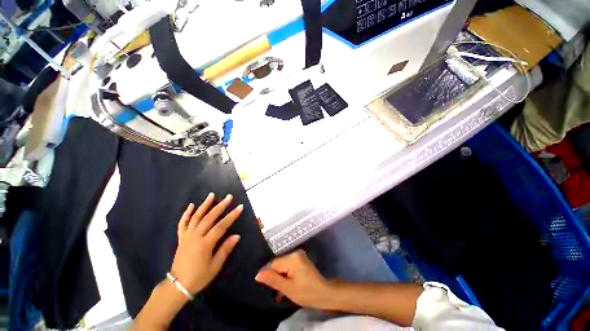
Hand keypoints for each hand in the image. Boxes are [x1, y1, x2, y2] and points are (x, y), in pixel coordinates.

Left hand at [170, 193, 241, 294]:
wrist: (177, 286)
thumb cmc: (198, 277)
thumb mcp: (215, 266)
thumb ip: (225, 249)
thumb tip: (237, 236)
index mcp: (205, 244)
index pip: (221, 226)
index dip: (231, 216)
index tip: (240, 207)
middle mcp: (195, 237)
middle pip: (209, 218)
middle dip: (220, 206)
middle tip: (229, 197)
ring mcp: (187, 236)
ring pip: (196, 217)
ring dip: (204, 205)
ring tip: (212, 195)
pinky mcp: (181, 238)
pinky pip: (182, 223)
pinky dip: (186, 214)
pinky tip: (191, 205)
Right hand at [255, 250, 332, 308]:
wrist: (325, 293)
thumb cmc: (307, 292)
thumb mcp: (288, 289)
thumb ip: (273, 280)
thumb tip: (258, 274)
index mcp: (292, 257)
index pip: (274, 263)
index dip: (268, 275)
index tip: (267, 287)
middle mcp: (295, 253)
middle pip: (278, 264)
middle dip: (275, 277)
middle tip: (275, 292)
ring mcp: (299, 256)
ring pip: (283, 265)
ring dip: (280, 277)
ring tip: (280, 292)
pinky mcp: (301, 260)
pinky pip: (288, 266)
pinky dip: (286, 275)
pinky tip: (286, 285)